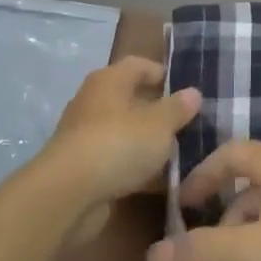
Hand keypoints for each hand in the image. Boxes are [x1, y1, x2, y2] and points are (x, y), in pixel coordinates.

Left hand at [44, 58, 201, 208]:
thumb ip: (178, 108)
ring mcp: (86, 137)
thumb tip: (193, 92)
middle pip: (130, 99)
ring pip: (125, 132)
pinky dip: (137, 167)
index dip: (161, 72)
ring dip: (148, 141)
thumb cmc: (117, 145)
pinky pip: (118, 160)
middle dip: (158, 110)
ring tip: (180, 151)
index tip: (185, 87)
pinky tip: (161, 180)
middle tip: (188, 121)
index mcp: (109, 81)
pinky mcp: (84, 168)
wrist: (67, 195)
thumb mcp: (159, 124)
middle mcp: (93, 103)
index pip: (138, 65)